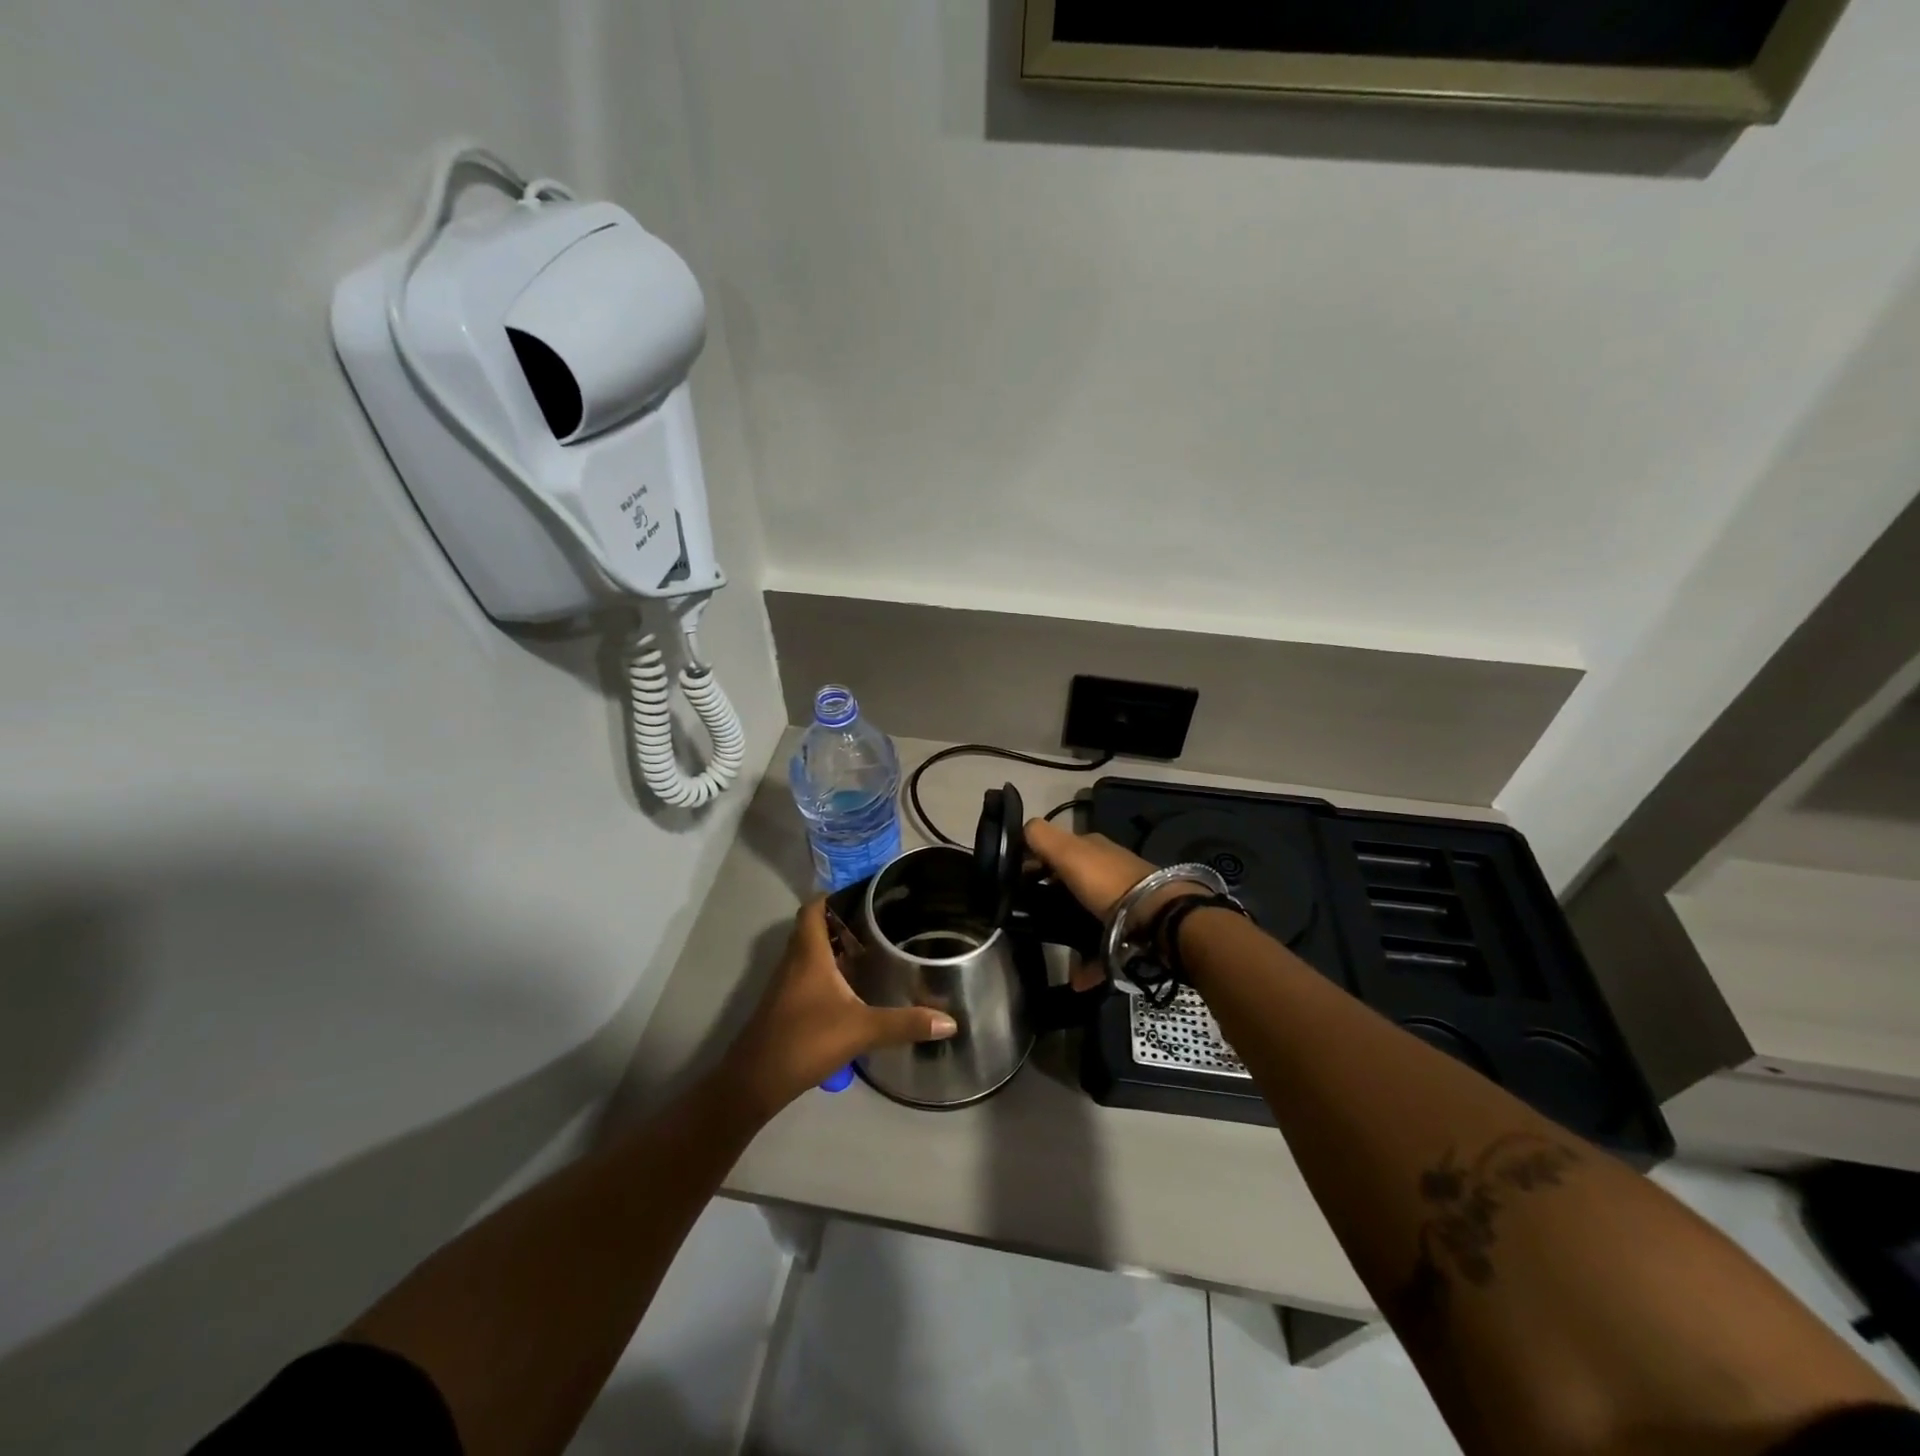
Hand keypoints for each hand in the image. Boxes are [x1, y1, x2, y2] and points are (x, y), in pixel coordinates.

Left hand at [723, 899, 957, 1115]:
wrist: (754, 1082)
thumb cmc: (805, 1041)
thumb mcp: (861, 1030)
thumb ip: (904, 1023)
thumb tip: (949, 1021)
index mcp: (808, 954)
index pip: (814, 909)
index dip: (834, 896)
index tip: (864, 893)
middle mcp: (794, 962)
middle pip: (813, 928)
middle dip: (842, 921)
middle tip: (877, 922)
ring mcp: (786, 985)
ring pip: (810, 953)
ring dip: (835, 948)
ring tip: (871, 950)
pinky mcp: (785, 1006)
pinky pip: (807, 975)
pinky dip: (828, 972)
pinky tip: (852, 988)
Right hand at [1024, 819, 1207, 988]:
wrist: (1159, 918)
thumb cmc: (1107, 882)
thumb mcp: (1068, 852)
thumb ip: (1041, 837)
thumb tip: (1020, 829)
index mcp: (1092, 848)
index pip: (1056, 848)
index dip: (1033, 862)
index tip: (1014, 883)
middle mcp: (1107, 869)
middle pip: (1070, 880)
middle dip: (1050, 896)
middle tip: (1028, 916)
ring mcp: (1122, 899)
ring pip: (1085, 912)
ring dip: (1067, 929)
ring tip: (1051, 947)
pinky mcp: (1130, 928)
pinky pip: (1102, 944)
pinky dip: (1088, 960)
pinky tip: (1077, 978)